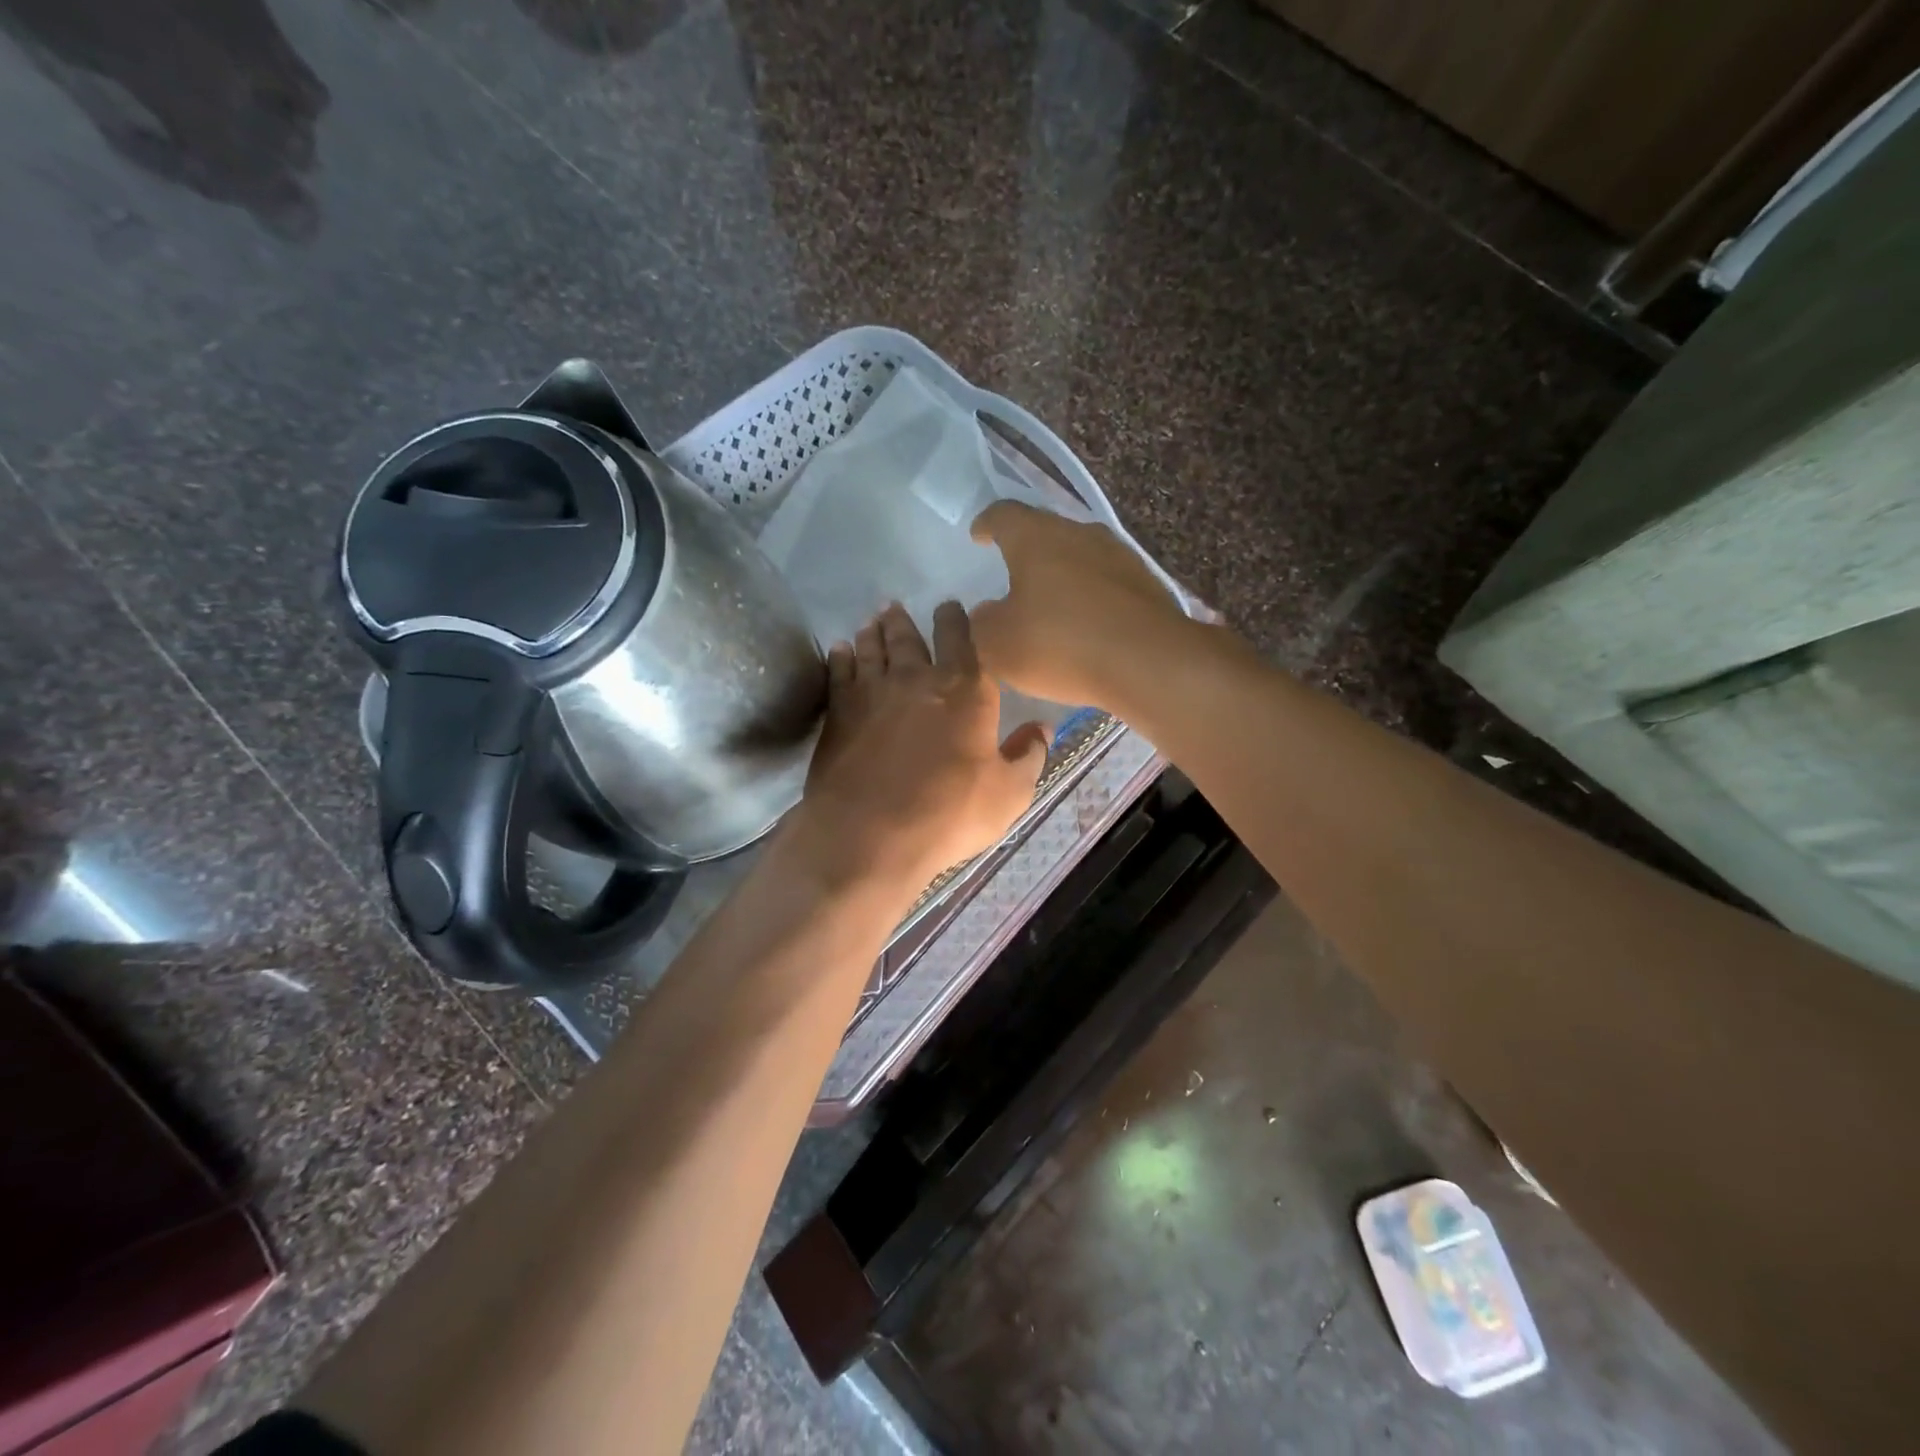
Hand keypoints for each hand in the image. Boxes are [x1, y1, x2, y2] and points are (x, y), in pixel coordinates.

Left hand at [789, 601, 1047, 894]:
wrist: (869, 834)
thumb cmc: (949, 814)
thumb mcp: (1008, 794)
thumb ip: (1028, 755)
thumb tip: (1043, 727)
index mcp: (965, 691)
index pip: (961, 640)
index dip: (955, 620)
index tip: (950, 607)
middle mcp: (916, 679)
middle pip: (909, 638)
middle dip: (905, 621)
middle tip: (897, 607)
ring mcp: (872, 693)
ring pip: (872, 649)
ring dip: (874, 633)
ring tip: (873, 622)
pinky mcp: (839, 712)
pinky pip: (839, 672)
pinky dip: (841, 658)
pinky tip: (840, 651)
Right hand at [969, 501, 1191, 710]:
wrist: (1148, 662)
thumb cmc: (1060, 644)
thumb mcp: (998, 644)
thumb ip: (982, 624)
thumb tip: (987, 613)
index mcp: (1036, 537)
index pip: (1003, 515)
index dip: (986, 524)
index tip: (978, 535)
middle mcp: (1080, 533)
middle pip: (1046, 532)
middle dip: (1027, 551)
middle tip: (1012, 572)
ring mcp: (1119, 556)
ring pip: (1080, 556)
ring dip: (1062, 574)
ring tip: (1049, 602)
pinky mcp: (1146, 584)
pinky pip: (1106, 583)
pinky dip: (1090, 597)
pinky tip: (1085, 624)